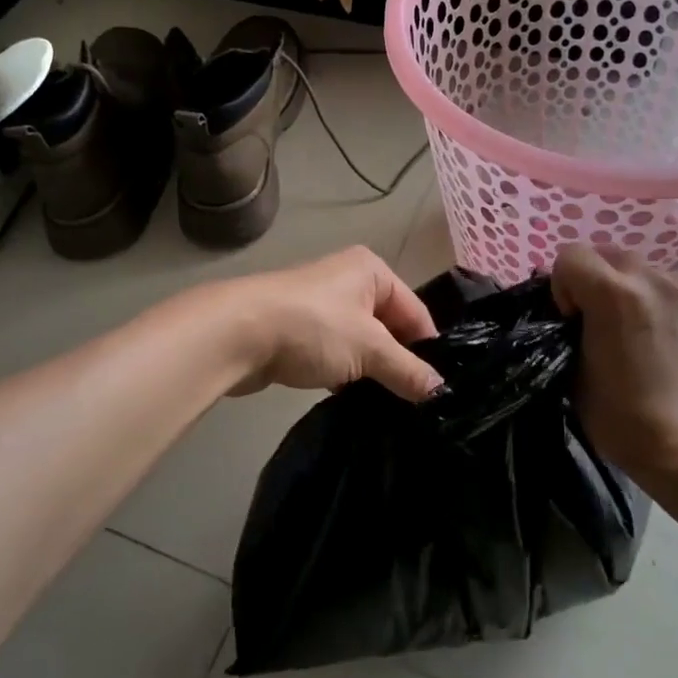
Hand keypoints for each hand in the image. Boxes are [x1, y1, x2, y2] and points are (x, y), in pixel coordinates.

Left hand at [216, 247, 443, 400]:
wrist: (237, 334)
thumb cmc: (313, 327)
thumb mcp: (369, 348)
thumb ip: (407, 369)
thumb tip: (440, 390)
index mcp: (371, 270)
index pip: (416, 312)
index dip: (428, 350)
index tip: (438, 390)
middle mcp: (349, 281)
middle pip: (389, 327)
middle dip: (400, 363)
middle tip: (418, 404)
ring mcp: (321, 307)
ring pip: (362, 343)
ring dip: (372, 372)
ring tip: (389, 407)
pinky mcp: (300, 332)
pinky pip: (336, 354)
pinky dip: (346, 374)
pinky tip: (354, 401)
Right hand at [550, 244, 677, 477]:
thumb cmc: (618, 416)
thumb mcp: (571, 367)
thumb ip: (569, 327)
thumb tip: (574, 315)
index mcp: (612, 293)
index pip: (570, 256)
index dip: (563, 286)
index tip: (571, 320)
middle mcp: (652, 279)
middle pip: (609, 253)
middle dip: (596, 279)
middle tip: (599, 320)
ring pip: (645, 270)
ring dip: (631, 290)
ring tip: (636, 331)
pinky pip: (675, 292)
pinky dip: (662, 306)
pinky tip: (665, 343)